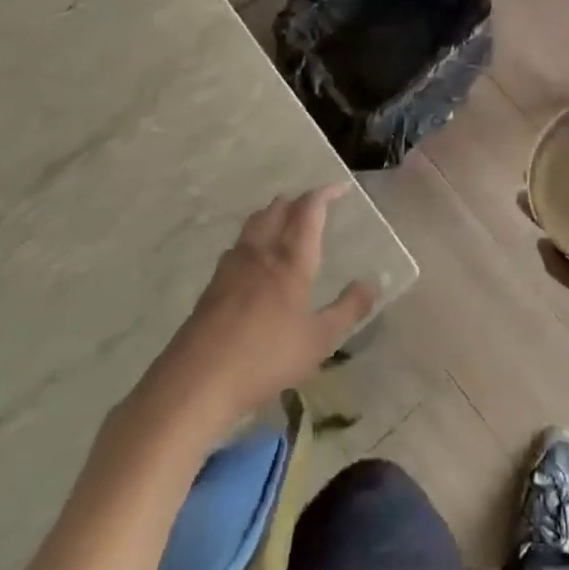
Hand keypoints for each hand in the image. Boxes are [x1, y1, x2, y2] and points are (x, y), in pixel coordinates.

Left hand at [134, 185, 377, 433]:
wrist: (196, 381)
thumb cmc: (265, 358)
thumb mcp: (319, 340)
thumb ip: (349, 309)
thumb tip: (373, 282)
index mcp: (290, 260)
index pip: (308, 210)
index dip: (325, 193)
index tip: (340, 188)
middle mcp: (261, 252)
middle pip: (278, 209)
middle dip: (298, 200)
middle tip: (315, 204)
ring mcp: (232, 266)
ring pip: (254, 223)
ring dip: (274, 213)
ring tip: (286, 220)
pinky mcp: (213, 284)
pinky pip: (239, 245)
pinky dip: (255, 237)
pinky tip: (256, 258)